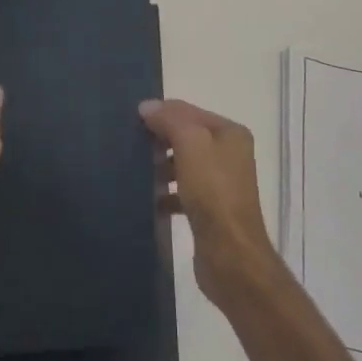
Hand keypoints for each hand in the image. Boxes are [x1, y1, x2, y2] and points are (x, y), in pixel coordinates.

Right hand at [140, 98, 280, 304]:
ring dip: (161, 167)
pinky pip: (183, 192)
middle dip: (160, 140)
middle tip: (131, 145)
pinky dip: (166, 193)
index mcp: (230, 134)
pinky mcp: (211, 210)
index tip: (132, 122)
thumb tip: (147, 106)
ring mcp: (222, 183)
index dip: (161, 113)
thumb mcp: (191, 144)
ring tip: (137, 171)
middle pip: (187, 137)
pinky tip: (149, 199)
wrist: (230, 254)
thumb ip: (170, 120)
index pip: (189, 111)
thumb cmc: (212, 192)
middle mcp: (230, 154)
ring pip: (183, 164)